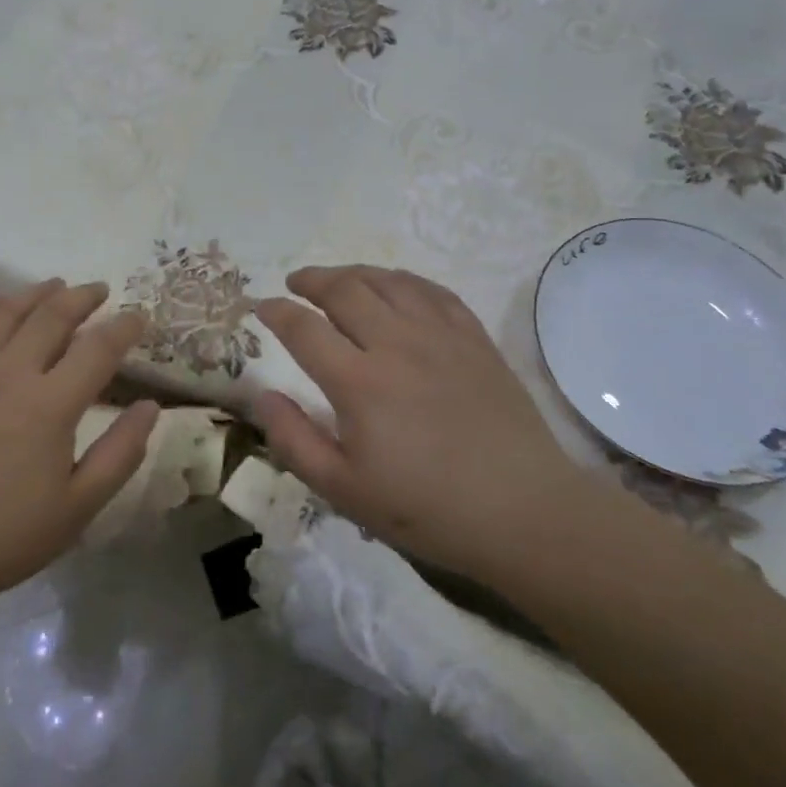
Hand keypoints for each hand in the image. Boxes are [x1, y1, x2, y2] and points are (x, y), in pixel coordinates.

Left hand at [0, 280, 155, 614]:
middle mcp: (10, 373)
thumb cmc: (9, 533)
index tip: (139, 317)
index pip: (98, 348)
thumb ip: (121, 452)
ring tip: (55, 286)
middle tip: (100, 291)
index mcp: (51, 405)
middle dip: (83, 298)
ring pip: (5, 312)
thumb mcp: (79, 506)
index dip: (125, 327)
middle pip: (52, 316)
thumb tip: (149, 406)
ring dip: (36, 293)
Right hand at [254, 266, 588, 573]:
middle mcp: (396, 344)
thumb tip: (261, 396)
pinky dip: (404, 280)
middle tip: (296, 282)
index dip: (276, 312)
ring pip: (388, 282)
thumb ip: (294, 441)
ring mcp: (440, 336)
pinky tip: (395, 286)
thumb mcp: (344, 490)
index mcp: (358, 382)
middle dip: (312, 280)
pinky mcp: (474, 339)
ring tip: (338, 279)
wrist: (524, 512)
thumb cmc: (427, 508)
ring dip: (354, 273)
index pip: (304, 328)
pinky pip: (433, 291)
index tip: (262, 306)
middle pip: (345, 290)